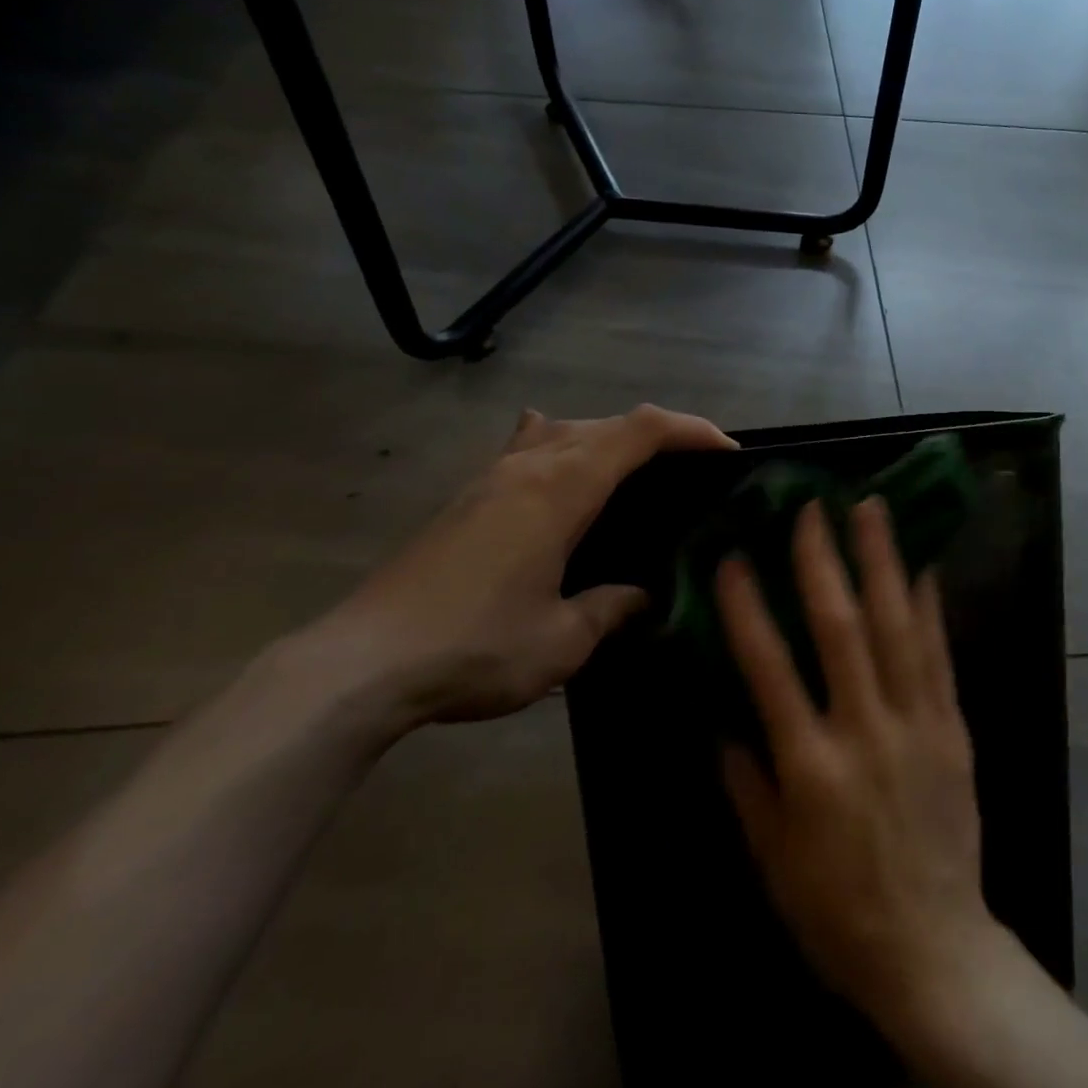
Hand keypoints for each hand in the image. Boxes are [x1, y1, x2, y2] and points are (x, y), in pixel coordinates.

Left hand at [312, 404, 734, 726]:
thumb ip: (612, 607)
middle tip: (692, 471)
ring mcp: (491, 478)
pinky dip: (559, 444)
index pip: (640, 431)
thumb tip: (641, 595)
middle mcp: (529, 466)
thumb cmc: (474, 647)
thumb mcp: (563, 640)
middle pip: (607, 422)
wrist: (360, 665)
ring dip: (609, 437)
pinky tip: (555, 468)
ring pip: (564, 429)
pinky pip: (525, 447)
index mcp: (562, 488)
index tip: (727, 452)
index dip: (690, 430)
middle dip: (659, 434)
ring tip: (635, 472)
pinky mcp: (466, 498)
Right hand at [717, 497, 1004, 1031]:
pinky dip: (929, 606)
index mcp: (810, 767)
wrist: (934, 949)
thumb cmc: (837, 912)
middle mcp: (864, 731)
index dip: (748, 608)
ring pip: (898, 626)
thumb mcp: (771, 859)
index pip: (769, 668)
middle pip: (841, 629)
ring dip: (883, 562)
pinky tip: (922, 565)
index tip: (734, 557)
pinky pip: (939, 655)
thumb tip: (725, 719)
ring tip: (873, 509)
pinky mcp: (952, 728)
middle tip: (812, 507)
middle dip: (823, 561)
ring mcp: (916, 724)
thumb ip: (746, 782)